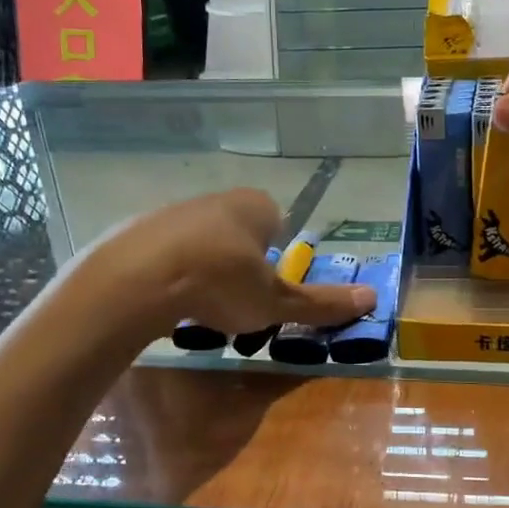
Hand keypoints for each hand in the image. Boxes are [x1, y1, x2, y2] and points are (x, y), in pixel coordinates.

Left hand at [78, 189, 373, 339]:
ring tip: (199, 308)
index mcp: (254, 206)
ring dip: (204, 270)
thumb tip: (373, 298)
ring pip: (199, 243)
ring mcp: (171, 212)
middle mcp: (214, 199)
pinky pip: (164, 254)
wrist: (135, 280)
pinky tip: (166, 304)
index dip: (275, 255)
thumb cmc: (220, 283)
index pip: (276, 221)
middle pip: (237, 232)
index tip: (267, 287)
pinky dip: (169, 276)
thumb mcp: (275, 301)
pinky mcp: (135, 232)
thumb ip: (320, 302)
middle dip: (240, 264)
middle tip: (237, 303)